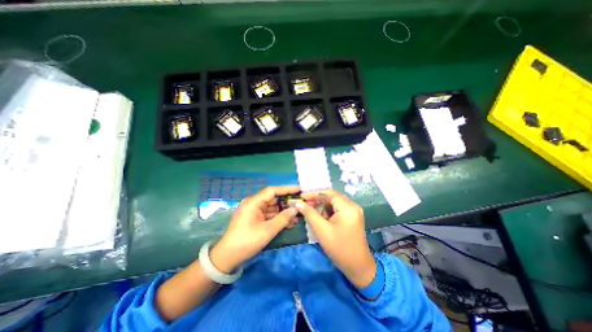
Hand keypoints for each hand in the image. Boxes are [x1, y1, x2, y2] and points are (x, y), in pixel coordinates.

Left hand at [209, 186, 300, 273]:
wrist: (228, 258)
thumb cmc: (246, 242)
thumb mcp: (267, 231)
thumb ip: (283, 218)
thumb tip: (296, 209)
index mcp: (253, 202)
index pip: (272, 191)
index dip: (286, 189)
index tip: (299, 189)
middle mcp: (254, 204)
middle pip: (273, 199)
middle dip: (287, 202)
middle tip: (301, 203)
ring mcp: (254, 211)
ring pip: (273, 207)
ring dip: (284, 211)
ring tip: (298, 214)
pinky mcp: (256, 218)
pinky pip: (269, 215)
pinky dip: (279, 218)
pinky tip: (290, 221)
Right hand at [294, 190, 373, 288]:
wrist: (358, 267)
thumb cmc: (339, 249)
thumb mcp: (321, 230)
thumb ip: (309, 214)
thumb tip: (299, 203)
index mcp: (347, 207)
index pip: (329, 193)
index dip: (314, 193)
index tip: (301, 196)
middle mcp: (353, 206)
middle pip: (332, 197)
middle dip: (317, 200)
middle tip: (304, 204)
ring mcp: (354, 211)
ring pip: (334, 203)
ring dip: (322, 206)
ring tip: (311, 212)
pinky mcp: (352, 217)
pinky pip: (338, 209)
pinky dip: (328, 211)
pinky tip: (321, 218)